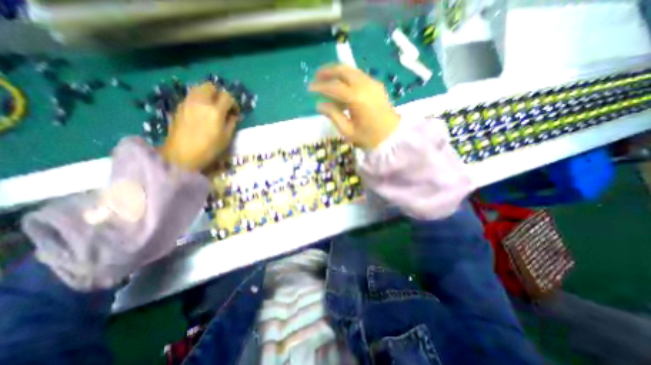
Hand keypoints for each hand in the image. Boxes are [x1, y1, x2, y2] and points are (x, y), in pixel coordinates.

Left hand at [160, 82, 238, 170]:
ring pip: (198, 88)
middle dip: (219, 94)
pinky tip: (200, 112)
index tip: (235, 112)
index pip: (227, 96)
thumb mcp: (226, 138)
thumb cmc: (208, 149)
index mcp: (215, 111)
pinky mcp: (179, 107)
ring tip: (211, 108)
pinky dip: (198, 100)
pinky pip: (191, 96)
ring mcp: (187, 103)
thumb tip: (235, 116)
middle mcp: (200, 102)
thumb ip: (232, 123)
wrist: (181, 155)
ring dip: (208, 95)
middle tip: (222, 106)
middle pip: (210, 86)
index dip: (233, 103)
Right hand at [308, 64, 399, 148]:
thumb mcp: (347, 131)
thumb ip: (333, 115)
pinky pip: (359, 75)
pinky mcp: (377, 85)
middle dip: (327, 71)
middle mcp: (364, 85)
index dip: (320, 86)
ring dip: (337, 72)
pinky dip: (347, 77)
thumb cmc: (368, 137)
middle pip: (343, 70)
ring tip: (326, 78)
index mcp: (356, 98)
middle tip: (316, 76)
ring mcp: (372, 83)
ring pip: (351, 70)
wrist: (392, 137)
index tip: (309, 88)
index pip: (333, 87)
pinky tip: (342, 85)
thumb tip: (319, 105)